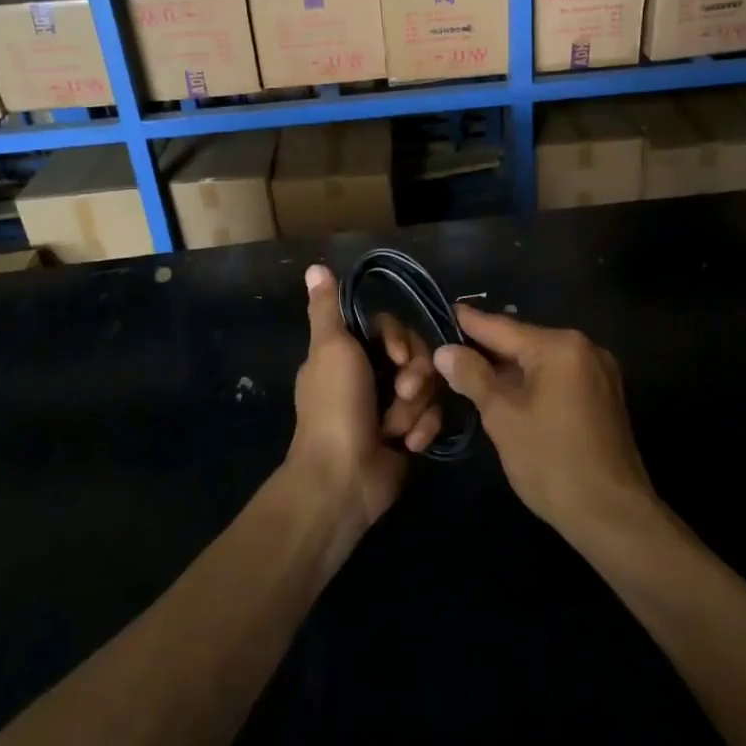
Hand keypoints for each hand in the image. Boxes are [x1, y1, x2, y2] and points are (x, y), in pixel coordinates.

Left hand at [288, 264, 442, 529]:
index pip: (393, 329)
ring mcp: (390, 407)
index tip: (399, 356)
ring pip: (428, 387)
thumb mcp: (330, 348)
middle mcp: (371, 375)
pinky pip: (431, 417)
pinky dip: (421, 430)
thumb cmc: (335, 407)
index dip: (403, 340)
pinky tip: (409, 445)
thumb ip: (327, 308)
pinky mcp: (408, 435)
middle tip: (403, 392)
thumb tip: (314, 267)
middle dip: (415, 376)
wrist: (342, 478)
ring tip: (399, 428)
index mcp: (349, 353)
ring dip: (415, 408)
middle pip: (417, 356)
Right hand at [434, 307, 654, 542]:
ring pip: (542, 360)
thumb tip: (445, 351)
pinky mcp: (604, 396)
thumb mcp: (503, 418)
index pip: (503, 327)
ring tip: (472, 368)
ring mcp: (599, 372)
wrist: (613, 516)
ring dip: (509, 367)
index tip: (446, 310)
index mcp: (560, 347)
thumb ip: (473, 377)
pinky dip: (533, 381)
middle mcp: (585, 348)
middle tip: (451, 347)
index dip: (470, 323)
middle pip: (524, 341)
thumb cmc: (552, 462)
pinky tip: (509, 392)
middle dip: (488, 348)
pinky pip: (559, 376)